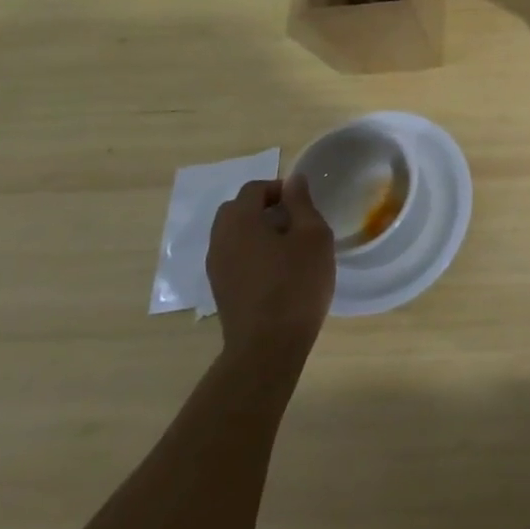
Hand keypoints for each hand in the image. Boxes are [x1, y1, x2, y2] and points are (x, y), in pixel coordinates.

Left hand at [207, 178, 334, 357]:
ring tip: (286, 246)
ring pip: (232, 235)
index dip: (279, 188)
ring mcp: (216, 268)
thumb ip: (302, 203)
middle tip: (293, 221)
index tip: (302, 203)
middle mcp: (220, 240)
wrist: (267, 347)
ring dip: (255, 231)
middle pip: (236, 210)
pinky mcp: (220, 290)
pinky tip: (275, 270)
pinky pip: (232, 257)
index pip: (253, 189)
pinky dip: (250, 252)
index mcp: (240, 221)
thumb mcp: (313, 236)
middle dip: (262, 207)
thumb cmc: (296, 283)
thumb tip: (293, 180)